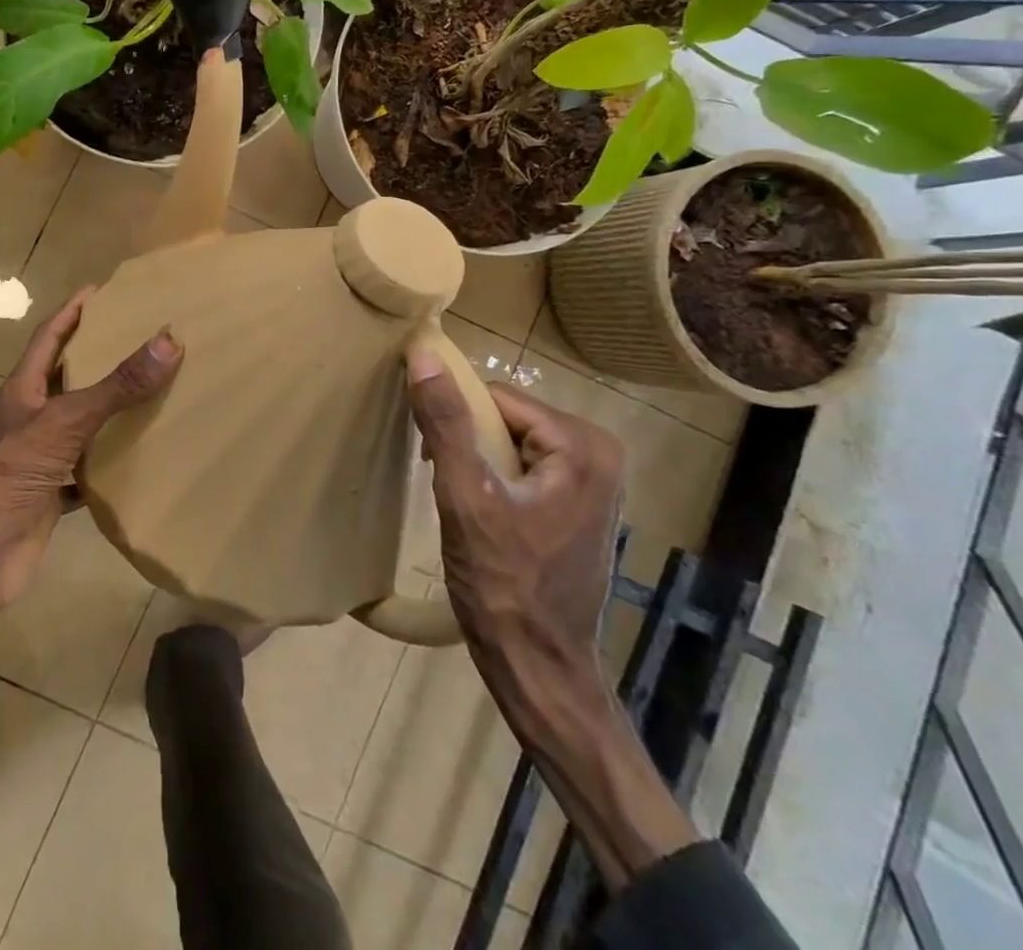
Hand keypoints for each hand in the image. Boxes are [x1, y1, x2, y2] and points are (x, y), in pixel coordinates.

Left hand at [0, 291, 180, 641]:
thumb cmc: (14, 472)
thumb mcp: (68, 420)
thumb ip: (117, 385)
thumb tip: (168, 342)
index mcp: (22, 390)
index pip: (48, 337)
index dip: (72, 312)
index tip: (101, 292)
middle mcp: (29, 418)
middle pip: (63, 377)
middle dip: (95, 357)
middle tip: (137, 339)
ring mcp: (39, 456)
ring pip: (78, 423)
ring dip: (106, 409)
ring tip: (148, 389)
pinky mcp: (52, 491)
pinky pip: (89, 467)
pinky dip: (113, 459)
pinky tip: (141, 453)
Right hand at [406, 349, 622, 691]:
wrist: (539, 667)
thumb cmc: (503, 584)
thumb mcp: (465, 496)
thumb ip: (446, 422)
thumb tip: (424, 354)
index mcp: (582, 445)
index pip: (497, 398)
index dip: (456, 419)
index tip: (431, 459)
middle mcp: (599, 453)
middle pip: (506, 418)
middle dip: (467, 441)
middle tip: (445, 483)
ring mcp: (594, 481)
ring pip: (511, 440)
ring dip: (476, 460)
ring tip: (461, 502)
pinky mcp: (580, 503)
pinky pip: (524, 465)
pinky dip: (494, 478)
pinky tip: (481, 514)